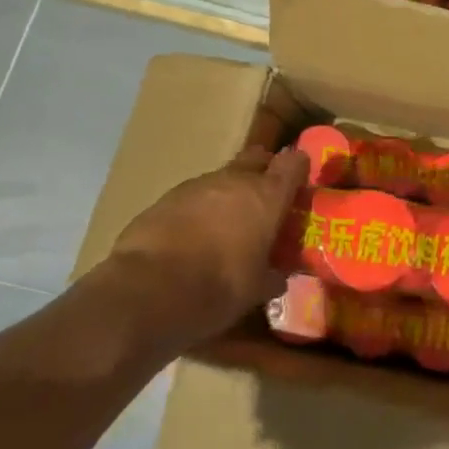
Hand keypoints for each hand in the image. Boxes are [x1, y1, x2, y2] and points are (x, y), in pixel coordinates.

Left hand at [104, 145, 310, 345]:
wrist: (148, 290)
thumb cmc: (218, 287)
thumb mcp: (255, 290)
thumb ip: (271, 276)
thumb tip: (278, 277)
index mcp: (267, 196)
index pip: (293, 163)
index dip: (299, 169)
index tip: (300, 182)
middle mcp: (235, 180)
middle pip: (257, 158)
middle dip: (263, 171)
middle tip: (264, 198)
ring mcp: (197, 185)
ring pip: (221, 179)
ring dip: (227, 194)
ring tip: (224, 225)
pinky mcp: (165, 198)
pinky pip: (191, 197)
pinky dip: (197, 210)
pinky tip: (191, 237)